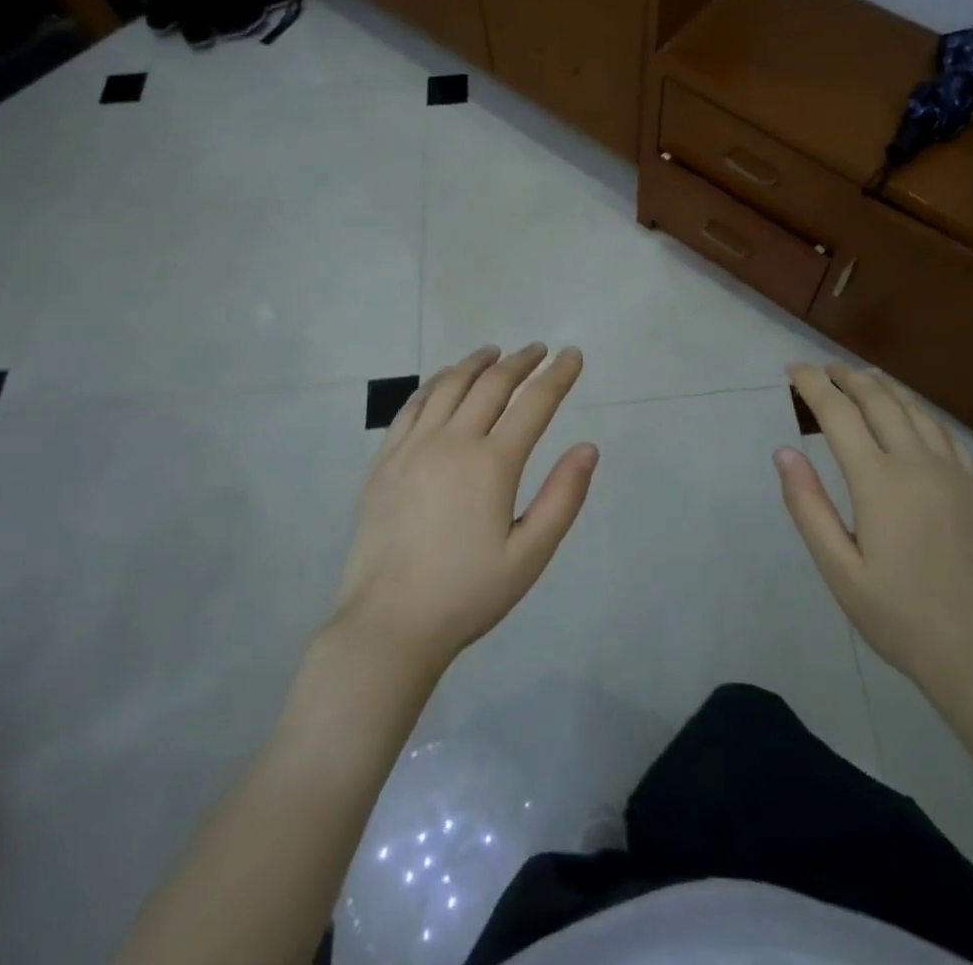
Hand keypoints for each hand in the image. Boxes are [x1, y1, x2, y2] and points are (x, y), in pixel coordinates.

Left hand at [330, 343, 596, 676]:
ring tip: (494, 352)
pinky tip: (443, 380)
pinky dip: (434, 384)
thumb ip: (562, 498)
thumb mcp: (529, 555)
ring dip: (475, 364)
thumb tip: (588, 448)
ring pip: (449, 387)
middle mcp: (452, 442)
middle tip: (538, 349)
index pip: (534, 404)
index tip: (572, 355)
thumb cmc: (467, 594)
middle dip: (520, 362)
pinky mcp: (385, 460)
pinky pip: (412, 406)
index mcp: (492, 464)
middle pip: (491, 385)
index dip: (557, 376)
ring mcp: (413, 447)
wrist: (389, 623)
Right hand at [777, 361, 972, 699]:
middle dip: (847, 377)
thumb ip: (808, 506)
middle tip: (824, 368)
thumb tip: (784, 452)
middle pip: (878, 400)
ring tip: (862, 378)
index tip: (793, 368)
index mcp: (878, 481)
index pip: (838, 413)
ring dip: (883, 387)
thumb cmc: (900, 616)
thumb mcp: (839, 570)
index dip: (813, 385)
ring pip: (914, 409)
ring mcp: (952, 472)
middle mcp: (917, 463)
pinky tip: (911, 414)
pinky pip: (943, 431)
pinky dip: (918, 410)